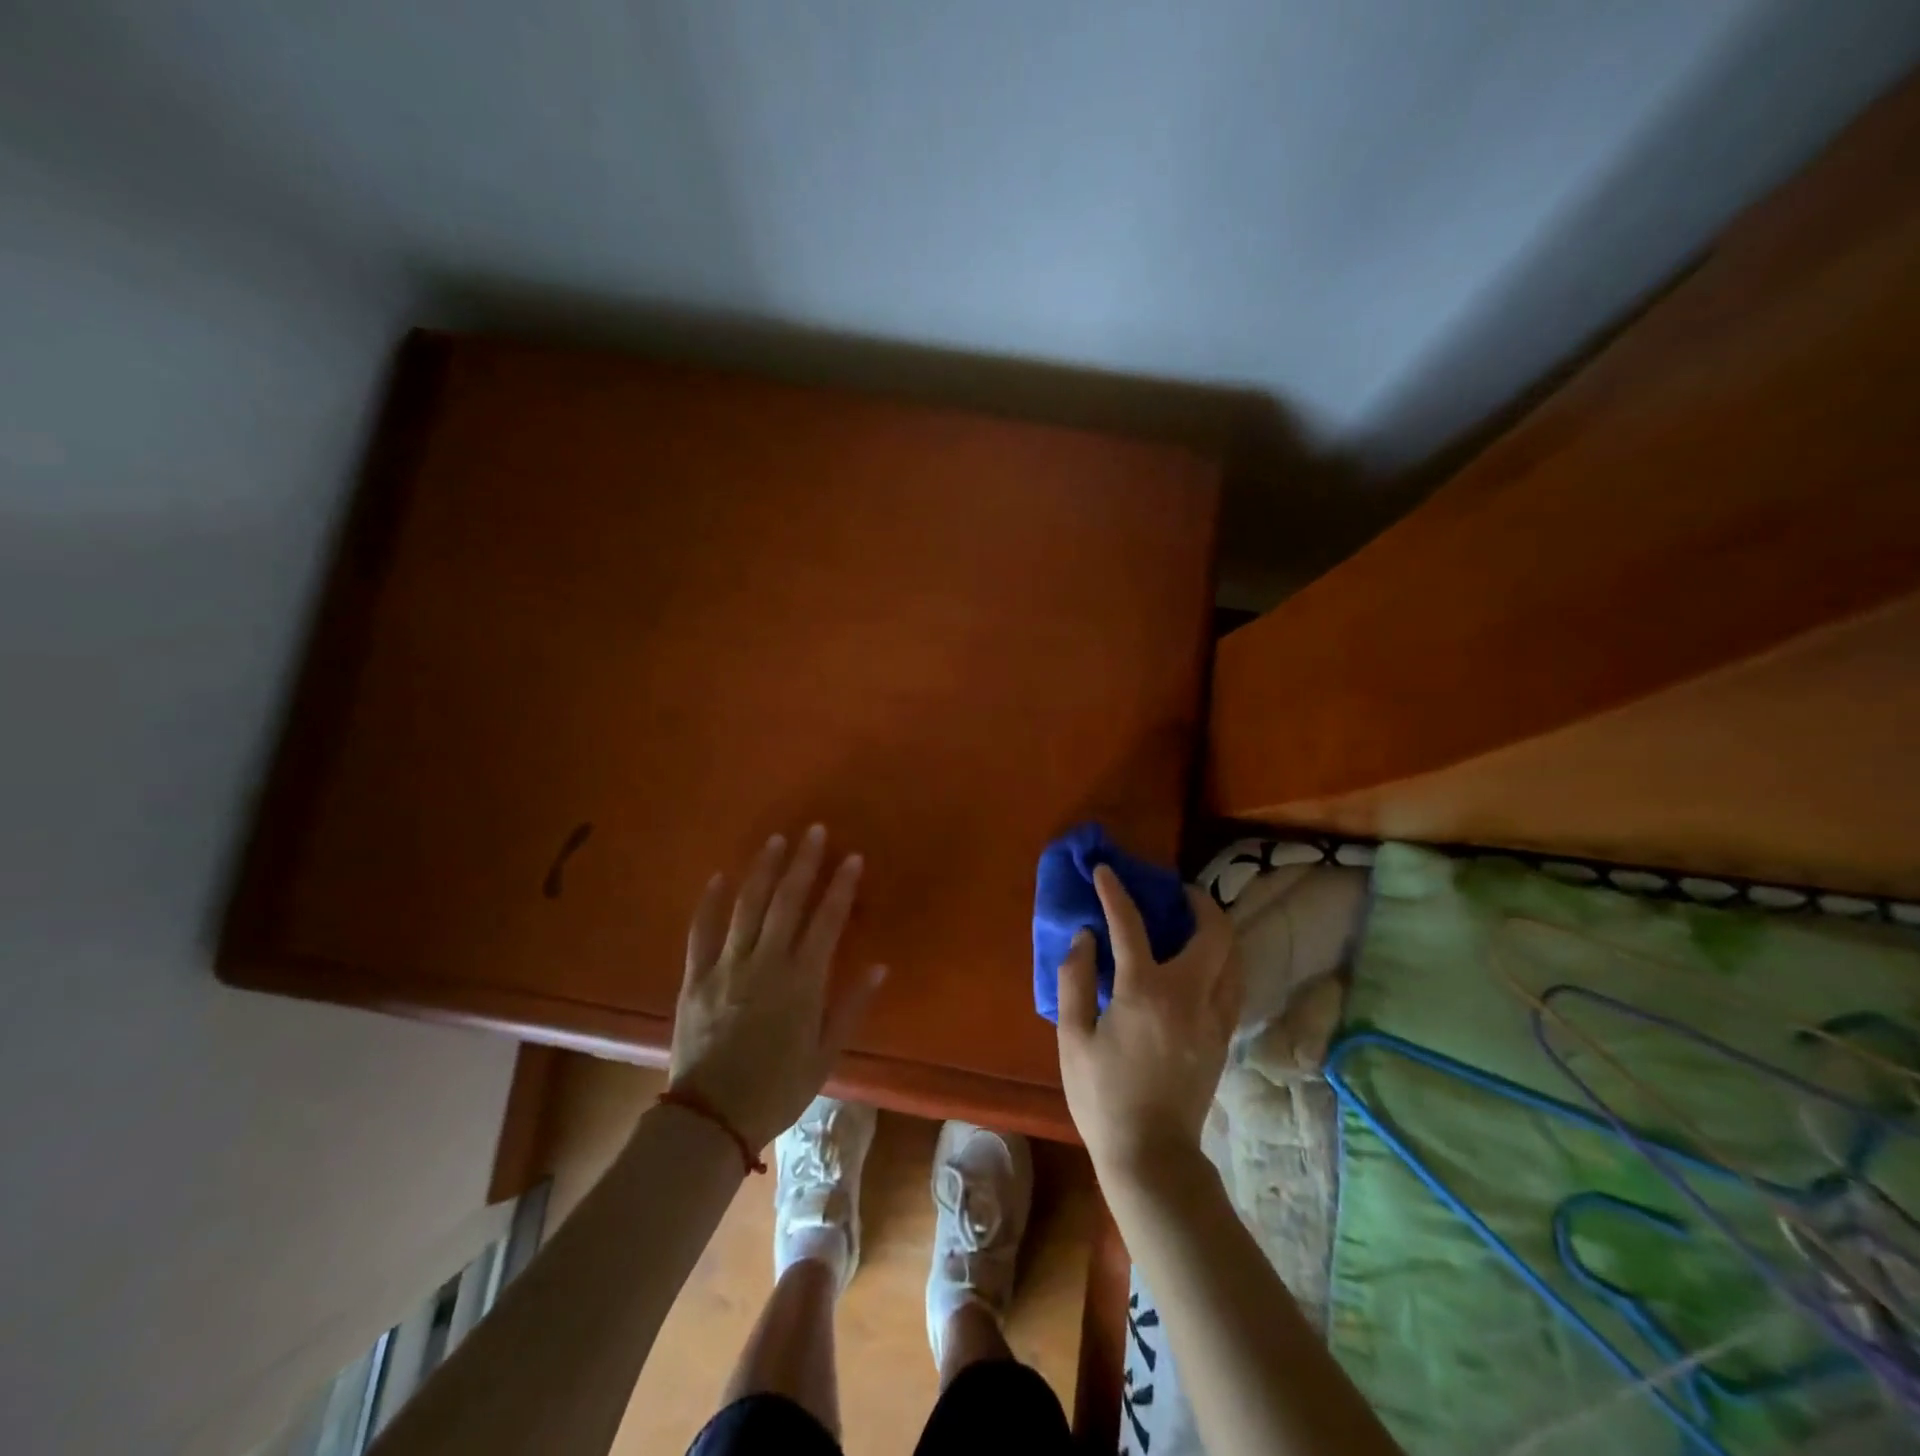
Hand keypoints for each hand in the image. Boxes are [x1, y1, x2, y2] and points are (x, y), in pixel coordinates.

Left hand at [669, 825, 886, 1150]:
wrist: (711, 1119)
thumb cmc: (777, 1089)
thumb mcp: (825, 1055)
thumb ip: (851, 1007)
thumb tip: (879, 966)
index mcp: (802, 983)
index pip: (826, 921)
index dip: (841, 886)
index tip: (851, 857)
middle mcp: (766, 964)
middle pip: (787, 902)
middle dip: (804, 863)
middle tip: (814, 831)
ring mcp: (727, 967)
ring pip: (748, 907)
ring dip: (763, 870)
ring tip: (776, 840)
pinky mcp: (695, 978)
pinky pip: (701, 932)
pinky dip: (710, 902)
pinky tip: (720, 876)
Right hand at [1056, 865, 1240, 1183]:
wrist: (1150, 1154)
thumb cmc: (1102, 1095)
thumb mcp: (1072, 1037)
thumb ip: (1076, 979)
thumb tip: (1086, 937)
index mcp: (1144, 992)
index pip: (1130, 925)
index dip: (1115, 892)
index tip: (1105, 870)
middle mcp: (1188, 995)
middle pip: (1213, 931)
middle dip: (1198, 900)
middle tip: (1176, 892)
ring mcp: (1213, 1017)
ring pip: (1234, 956)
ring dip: (1217, 930)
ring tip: (1193, 923)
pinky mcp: (1223, 1037)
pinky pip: (1234, 984)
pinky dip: (1224, 961)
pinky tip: (1204, 965)